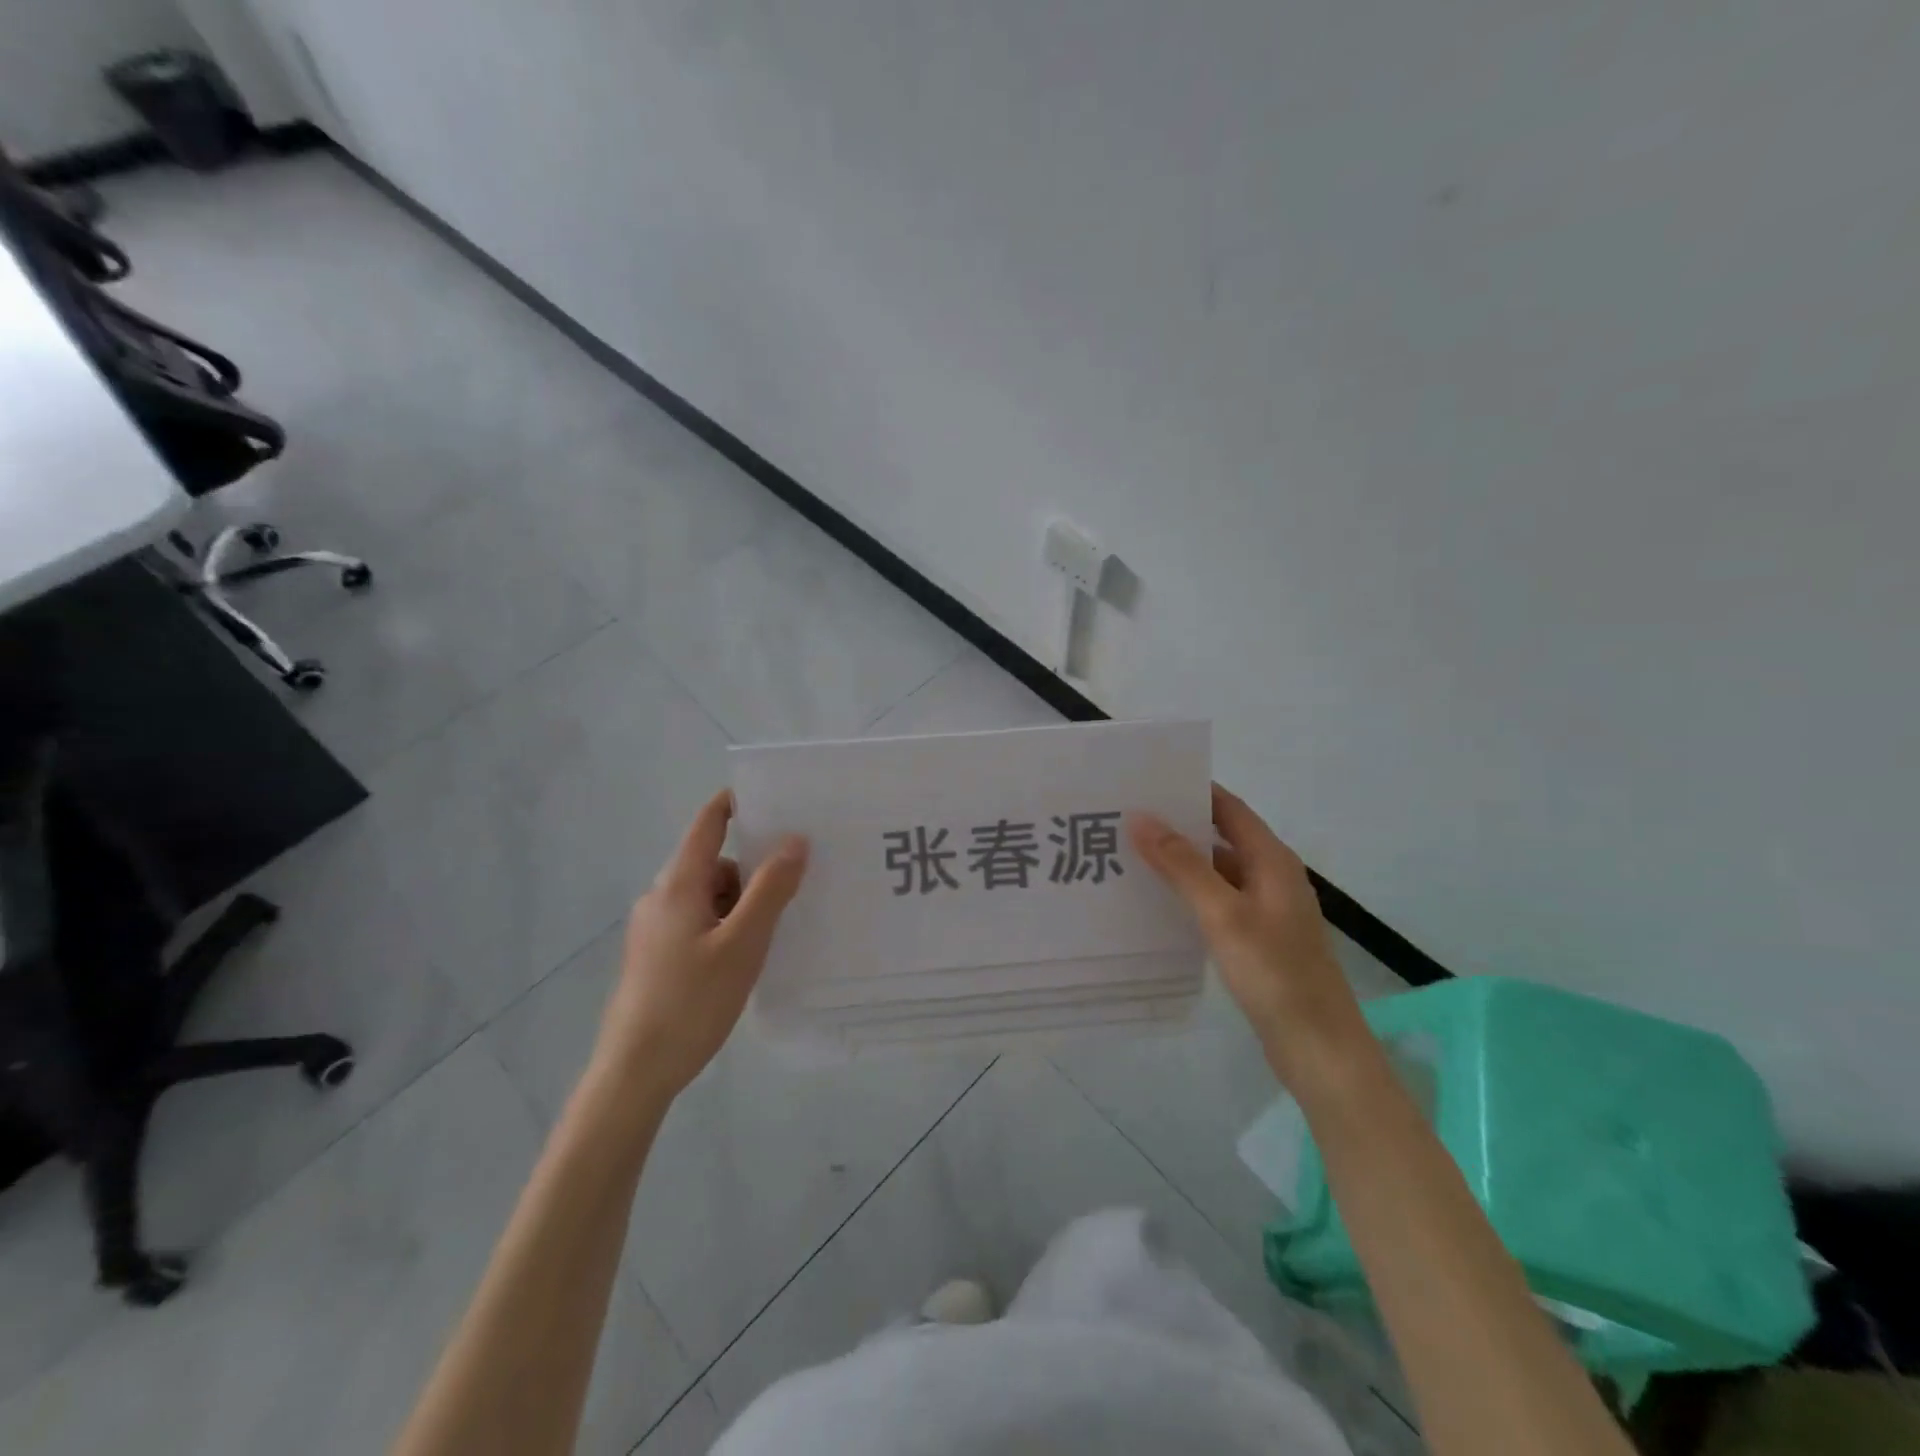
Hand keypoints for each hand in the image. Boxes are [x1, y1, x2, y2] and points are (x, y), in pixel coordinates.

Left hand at [592, 790, 807, 1098]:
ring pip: (707, 897)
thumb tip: (795, 840)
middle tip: (793, 887)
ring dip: (739, 904)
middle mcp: (660, 897)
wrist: (634, 1071)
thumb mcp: (744, 943)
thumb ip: (771, 889)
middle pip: (713, 863)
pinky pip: (697, 921)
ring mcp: (653, 928)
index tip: (773, 799)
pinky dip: (724, 926)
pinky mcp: (654, 956)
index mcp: (678, 884)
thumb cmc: (691, 1001)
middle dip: (752, 870)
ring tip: (770, 935)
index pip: (707, 824)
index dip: (734, 804)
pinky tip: (742, 958)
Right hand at [1129, 785, 1368, 1087]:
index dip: (1193, 791)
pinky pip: (1218, 903)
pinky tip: (1157, 905)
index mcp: (1272, 860)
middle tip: (1126, 820)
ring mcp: (1267, 910)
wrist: (1318, 1047)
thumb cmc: (1274, 972)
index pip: (1229, 808)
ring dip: (1181, 864)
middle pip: (1221, 838)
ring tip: (1130, 858)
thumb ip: (1181, 865)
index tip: (1147, 782)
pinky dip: (1190, 896)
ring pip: (1217, 873)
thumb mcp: (1222, 913)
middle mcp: (1271, 877)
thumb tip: (1141, 818)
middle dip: (1178, 827)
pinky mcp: (1258, 939)